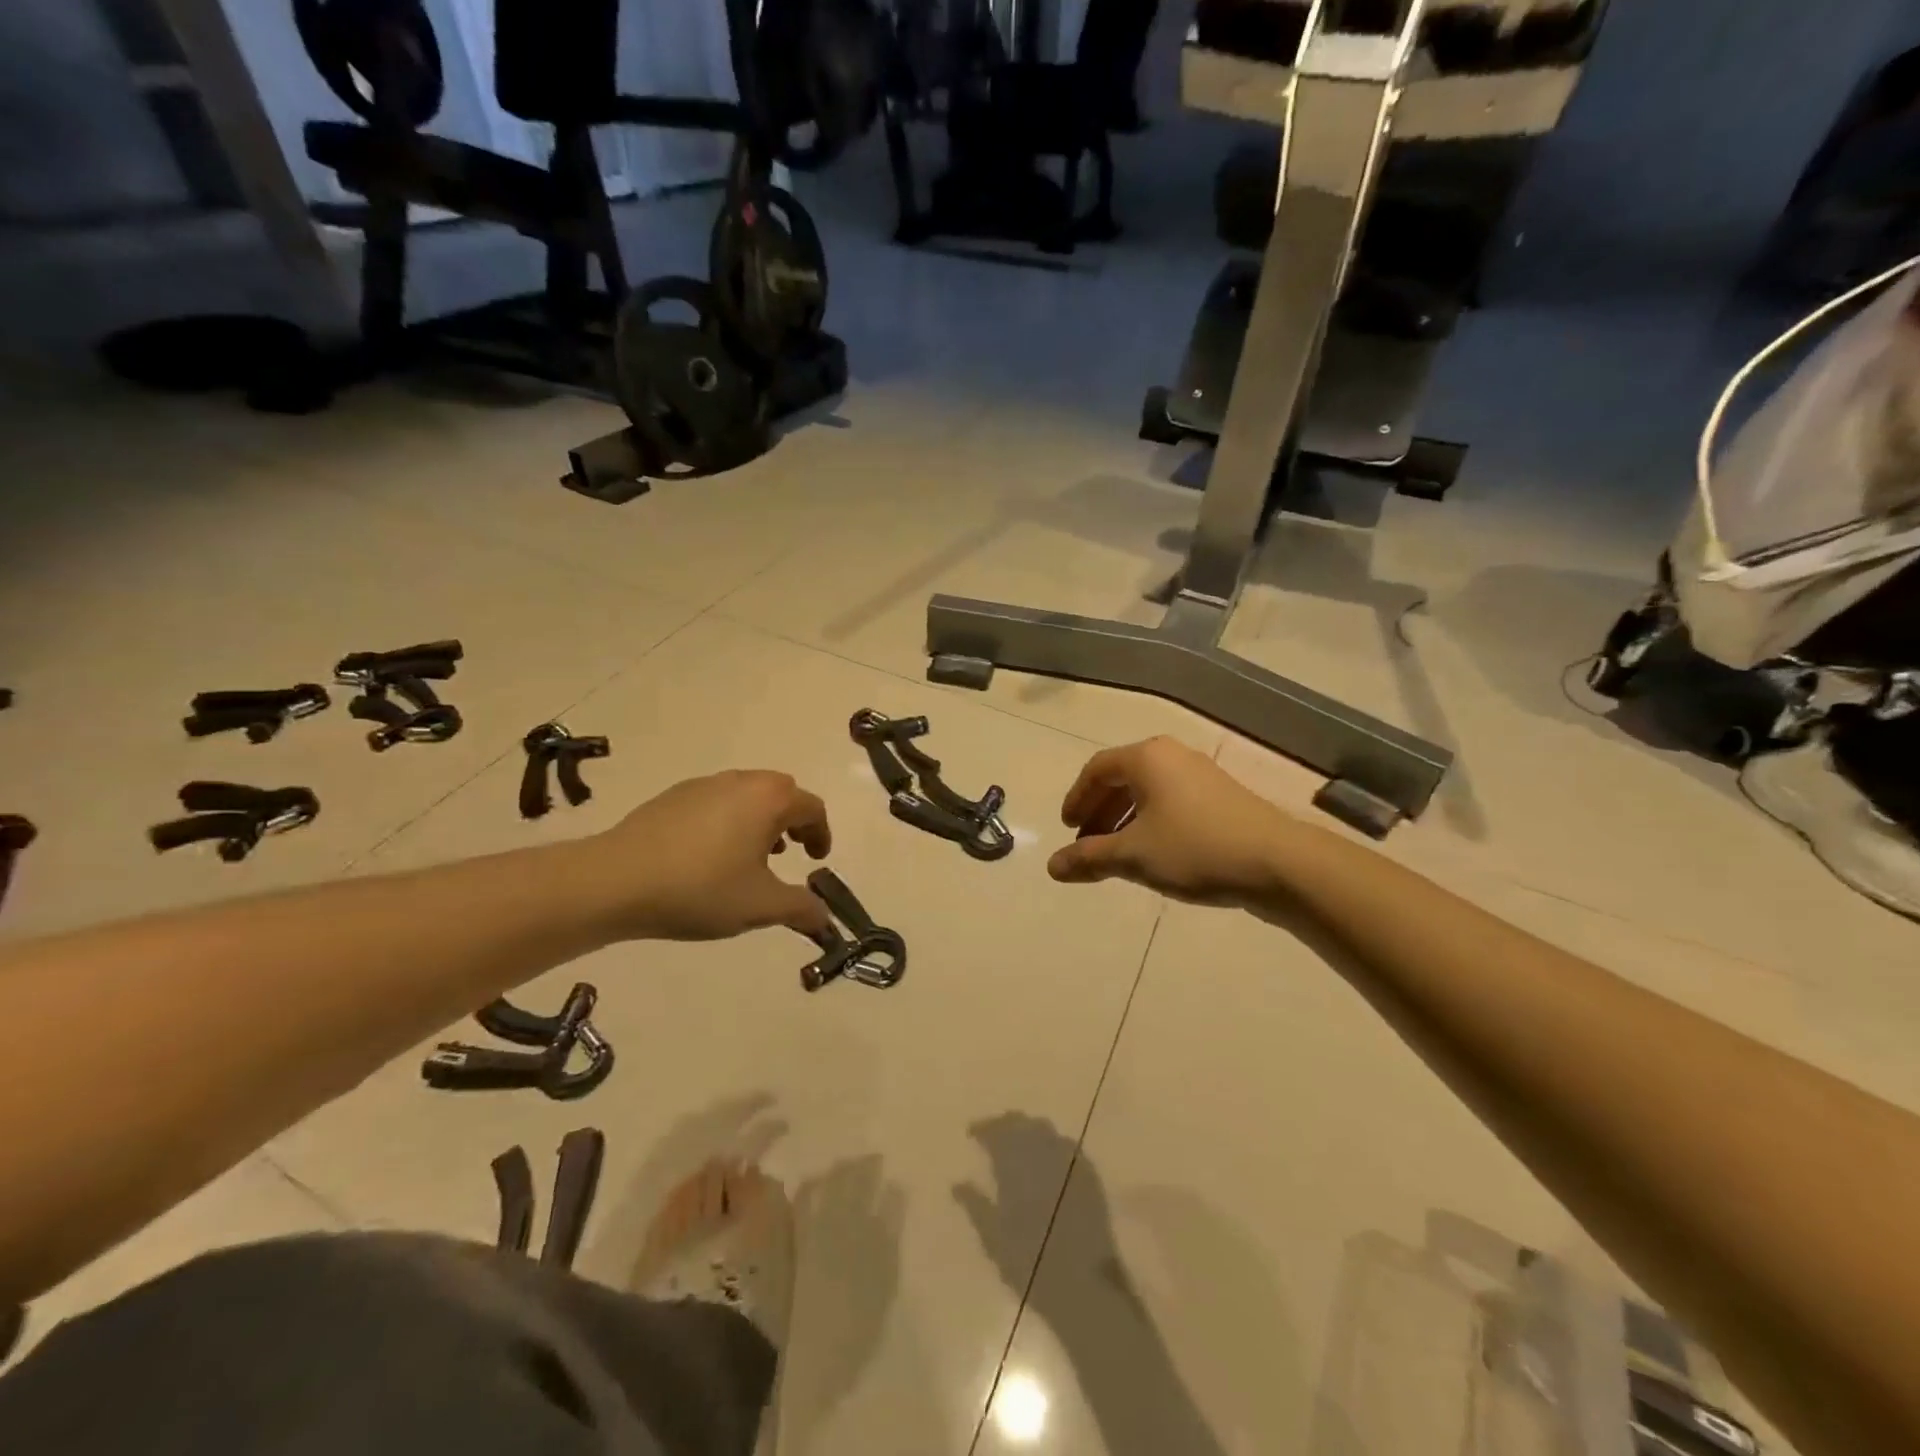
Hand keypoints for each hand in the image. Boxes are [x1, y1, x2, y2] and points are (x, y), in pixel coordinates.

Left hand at [595, 771, 832, 940]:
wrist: (615, 881)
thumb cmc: (700, 889)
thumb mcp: (760, 907)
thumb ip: (801, 909)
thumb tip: (825, 918)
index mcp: (768, 800)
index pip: (811, 808)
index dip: (821, 834)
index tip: (816, 860)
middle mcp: (740, 782)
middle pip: (780, 792)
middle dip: (792, 820)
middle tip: (789, 852)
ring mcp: (702, 785)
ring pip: (746, 794)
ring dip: (759, 820)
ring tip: (749, 857)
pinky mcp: (671, 797)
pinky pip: (715, 801)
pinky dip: (727, 820)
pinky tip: (708, 856)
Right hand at [1047, 737, 1294, 907]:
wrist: (1278, 863)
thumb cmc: (1194, 849)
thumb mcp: (1133, 856)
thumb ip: (1089, 858)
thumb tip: (1051, 867)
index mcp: (1147, 758)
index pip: (1097, 770)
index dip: (1077, 799)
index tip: (1068, 830)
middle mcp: (1172, 756)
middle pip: (1122, 778)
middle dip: (1100, 813)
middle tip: (1087, 845)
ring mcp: (1200, 775)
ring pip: (1148, 792)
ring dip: (1124, 821)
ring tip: (1117, 855)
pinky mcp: (1221, 797)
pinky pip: (1171, 802)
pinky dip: (1151, 823)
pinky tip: (1154, 854)